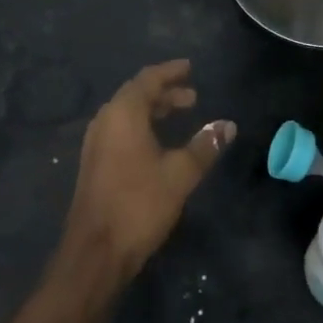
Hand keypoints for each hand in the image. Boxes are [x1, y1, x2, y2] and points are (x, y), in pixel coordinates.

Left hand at [57, 59, 235, 284]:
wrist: (94, 254)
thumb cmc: (138, 205)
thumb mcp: (180, 174)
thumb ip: (205, 146)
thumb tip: (228, 125)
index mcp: (123, 113)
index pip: (148, 79)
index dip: (170, 72)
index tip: (189, 67)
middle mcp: (106, 121)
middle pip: (136, 94)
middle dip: (165, 92)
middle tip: (192, 96)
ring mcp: (96, 143)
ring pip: (127, 113)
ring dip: (153, 110)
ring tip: (179, 114)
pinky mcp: (95, 164)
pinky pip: (120, 130)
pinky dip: (142, 126)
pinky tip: (158, 143)